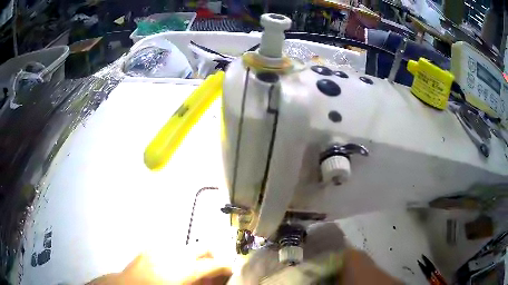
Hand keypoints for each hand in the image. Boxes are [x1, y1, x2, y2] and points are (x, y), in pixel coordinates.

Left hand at [87, 251, 231, 284]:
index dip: (225, 267)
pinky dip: (179, 258)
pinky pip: (171, 250)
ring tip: (192, 272)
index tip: (231, 271)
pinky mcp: (149, 248)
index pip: (213, 264)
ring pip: (187, 248)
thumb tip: (214, 280)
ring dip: (195, 259)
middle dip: (213, 257)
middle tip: (214, 270)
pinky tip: (173, 269)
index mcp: (183, 269)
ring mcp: (160, 248)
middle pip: (202, 248)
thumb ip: (201, 284)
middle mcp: (173, 253)